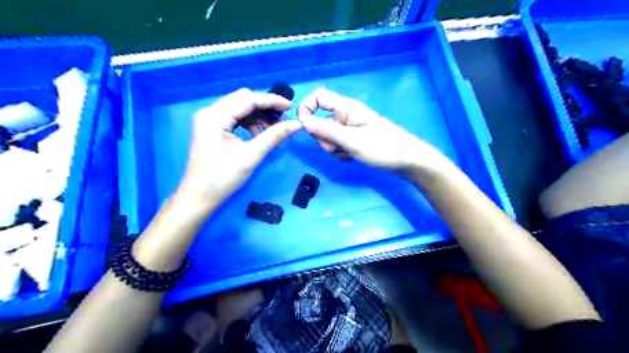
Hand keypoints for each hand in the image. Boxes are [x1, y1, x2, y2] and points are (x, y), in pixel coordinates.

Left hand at [178, 88, 302, 209]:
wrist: (200, 197)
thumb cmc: (223, 178)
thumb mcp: (252, 155)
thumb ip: (274, 136)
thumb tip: (296, 124)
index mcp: (215, 116)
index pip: (247, 98)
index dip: (271, 101)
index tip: (290, 107)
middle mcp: (210, 112)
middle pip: (243, 100)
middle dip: (265, 108)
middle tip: (283, 118)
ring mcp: (209, 120)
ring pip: (240, 108)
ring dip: (258, 116)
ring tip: (273, 130)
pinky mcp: (212, 129)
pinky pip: (235, 118)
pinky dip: (250, 124)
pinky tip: (259, 135)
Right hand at [298, 88, 449, 174]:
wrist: (407, 161)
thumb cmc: (382, 147)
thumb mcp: (351, 139)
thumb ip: (325, 130)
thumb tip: (303, 121)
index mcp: (345, 107)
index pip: (318, 97)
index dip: (306, 108)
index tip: (304, 128)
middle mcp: (346, 115)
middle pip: (320, 121)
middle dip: (323, 138)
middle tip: (338, 146)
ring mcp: (350, 128)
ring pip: (328, 136)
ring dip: (333, 147)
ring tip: (349, 153)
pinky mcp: (354, 139)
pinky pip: (338, 144)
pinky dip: (341, 152)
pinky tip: (353, 156)